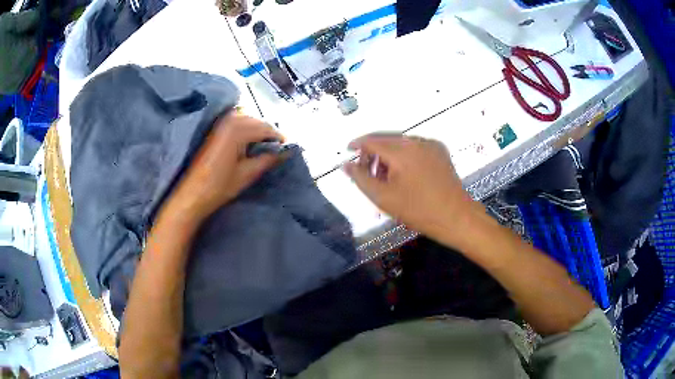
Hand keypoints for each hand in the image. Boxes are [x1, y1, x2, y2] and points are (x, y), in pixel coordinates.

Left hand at [168, 113, 283, 221]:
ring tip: (264, 148)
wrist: (192, 194)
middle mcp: (230, 120)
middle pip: (257, 121)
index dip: (279, 138)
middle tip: (277, 149)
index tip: (288, 148)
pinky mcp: (215, 130)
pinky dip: (246, 130)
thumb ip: (268, 159)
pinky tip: (249, 144)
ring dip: (257, 131)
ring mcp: (221, 123)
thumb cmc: (220, 185)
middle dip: (268, 133)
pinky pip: (237, 123)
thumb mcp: (248, 173)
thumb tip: (286, 152)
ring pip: (247, 120)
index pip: (266, 128)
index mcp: (238, 129)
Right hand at [343, 133, 478, 245]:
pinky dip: (404, 155)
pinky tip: (404, 174)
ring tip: (385, 177)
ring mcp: (430, 144)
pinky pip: (415, 147)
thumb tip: (346, 164)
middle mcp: (416, 141)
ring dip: (388, 155)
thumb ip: (361, 178)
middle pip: (386, 139)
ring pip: (401, 143)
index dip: (357, 145)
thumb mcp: (383, 197)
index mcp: (401, 151)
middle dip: (372, 152)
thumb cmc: (418, 210)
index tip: (348, 152)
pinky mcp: (440, 150)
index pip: (371, 140)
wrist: (455, 217)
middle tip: (366, 172)